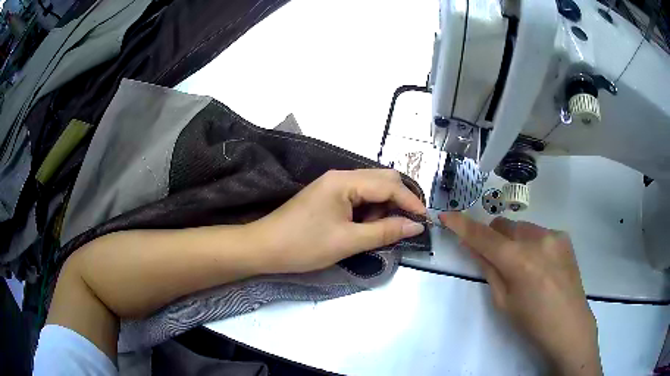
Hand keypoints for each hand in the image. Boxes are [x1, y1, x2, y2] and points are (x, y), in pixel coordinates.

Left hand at [251, 169, 426, 273]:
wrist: (264, 248)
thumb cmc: (304, 245)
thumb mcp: (348, 241)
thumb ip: (385, 232)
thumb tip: (415, 226)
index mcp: (345, 181)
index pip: (389, 184)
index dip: (410, 201)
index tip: (424, 220)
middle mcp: (341, 176)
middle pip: (382, 180)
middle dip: (398, 201)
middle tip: (405, 226)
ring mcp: (333, 186)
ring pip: (371, 189)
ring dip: (382, 208)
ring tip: (377, 232)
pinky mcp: (328, 197)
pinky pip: (357, 198)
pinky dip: (368, 211)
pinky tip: (363, 228)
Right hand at [439, 213, 601, 375]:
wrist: (569, 325)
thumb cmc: (532, 321)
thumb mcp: (503, 301)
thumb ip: (488, 269)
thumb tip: (473, 246)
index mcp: (518, 261)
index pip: (483, 236)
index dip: (462, 225)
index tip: (446, 216)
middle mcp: (536, 240)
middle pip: (503, 225)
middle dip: (493, 237)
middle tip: (496, 259)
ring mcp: (553, 235)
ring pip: (522, 228)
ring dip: (514, 240)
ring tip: (525, 266)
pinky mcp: (563, 237)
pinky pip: (539, 233)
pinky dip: (532, 244)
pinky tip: (542, 265)